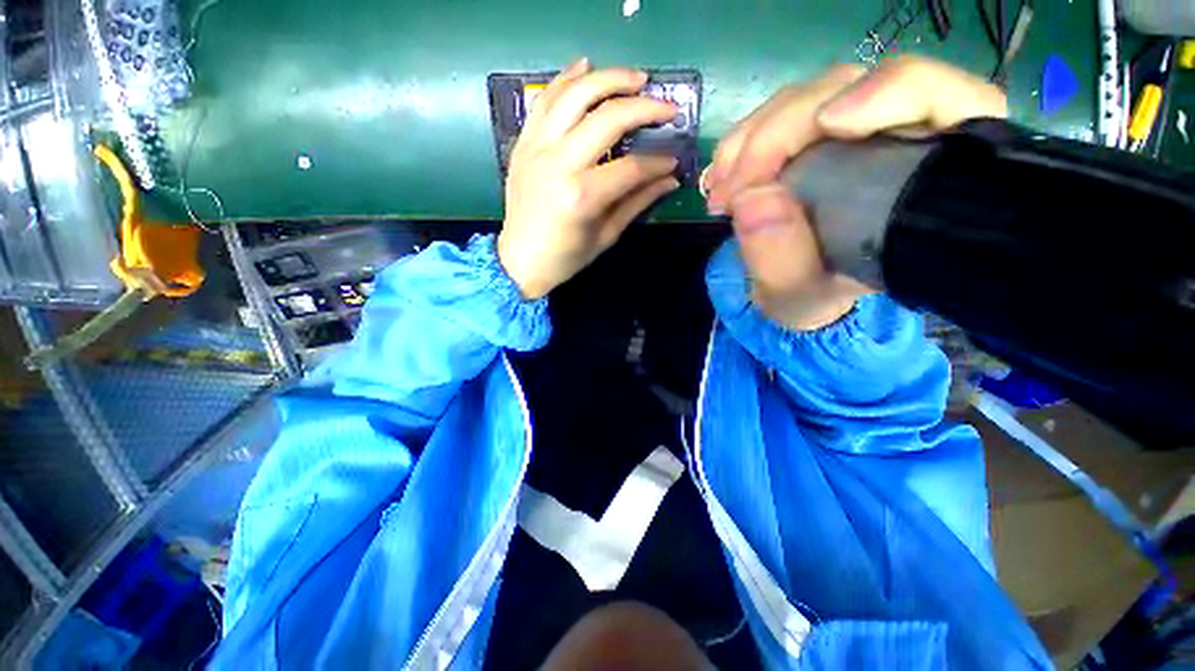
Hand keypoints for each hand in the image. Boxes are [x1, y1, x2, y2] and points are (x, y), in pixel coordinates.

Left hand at [498, 59, 679, 299]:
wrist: (520, 260)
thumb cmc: (566, 257)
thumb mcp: (606, 236)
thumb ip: (637, 203)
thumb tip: (670, 179)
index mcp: (582, 197)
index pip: (632, 167)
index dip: (658, 162)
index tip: (674, 161)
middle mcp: (559, 164)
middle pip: (608, 118)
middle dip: (644, 107)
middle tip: (667, 107)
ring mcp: (537, 148)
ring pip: (575, 94)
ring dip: (609, 78)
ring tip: (636, 78)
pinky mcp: (523, 143)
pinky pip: (545, 99)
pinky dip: (566, 78)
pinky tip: (586, 66)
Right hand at [704, 57, 1006, 330]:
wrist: (796, 289)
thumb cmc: (814, 295)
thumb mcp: (799, 297)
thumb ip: (784, 264)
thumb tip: (754, 198)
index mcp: (929, 177)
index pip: (947, 100)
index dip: (894, 91)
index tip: (829, 124)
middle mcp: (896, 136)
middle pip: (854, 87)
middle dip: (782, 130)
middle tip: (734, 189)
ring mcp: (847, 127)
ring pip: (807, 96)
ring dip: (752, 137)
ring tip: (722, 188)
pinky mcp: (808, 133)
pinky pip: (774, 116)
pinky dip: (741, 142)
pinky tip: (721, 176)